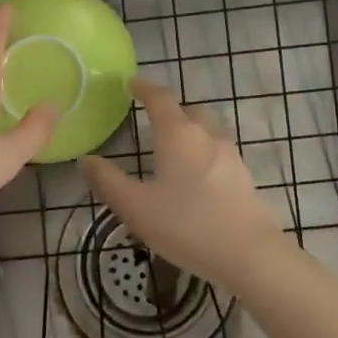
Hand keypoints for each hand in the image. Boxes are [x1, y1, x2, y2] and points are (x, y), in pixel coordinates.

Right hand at [80, 79, 287, 290]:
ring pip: (207, 131)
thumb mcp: (136, 207)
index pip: (160, 98)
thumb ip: (108, 182)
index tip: (132, 83)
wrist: (250, 254)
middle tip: (153, 120)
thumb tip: (87, 159)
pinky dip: (204, 156)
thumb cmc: (187, 225)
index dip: (145, 88)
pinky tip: (196, 180)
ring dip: (190, 132)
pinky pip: (219, 154)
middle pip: (189, 111)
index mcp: (177, 134)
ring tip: (174, 152)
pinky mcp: (244, 177)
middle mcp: (206, 136)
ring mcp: (230, 155)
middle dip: (171, 111)